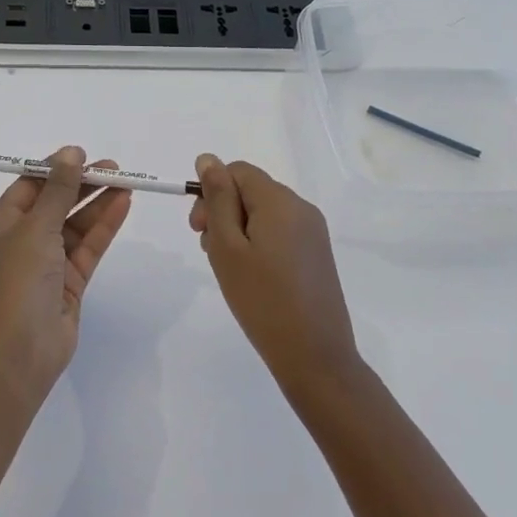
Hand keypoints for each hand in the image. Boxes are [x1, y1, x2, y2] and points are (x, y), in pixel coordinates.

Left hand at [0, 147, 132, 396]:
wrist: (22, 348)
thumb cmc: (19, 279)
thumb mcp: (37, 226)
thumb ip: (59, 189)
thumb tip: (71, 152)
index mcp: (2, 225)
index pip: (29, 187)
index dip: (55, 169)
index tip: (82, 155)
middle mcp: (23, 241)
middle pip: (55, 203)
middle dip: (82, 184)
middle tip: (113, 167)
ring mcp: (48, 263)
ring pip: (76, 225)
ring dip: (98, 203)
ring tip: (126, 181)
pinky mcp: (70, 282)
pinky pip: (88, 246)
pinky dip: (104, 226)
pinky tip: (123, 205)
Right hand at [189, 154, 360, 391]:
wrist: (315, 357)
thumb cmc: (262, 300)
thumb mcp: (227, 246)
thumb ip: (217, 199)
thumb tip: (208, 159)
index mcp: (280, 200)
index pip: (237, 171)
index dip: (212, 192)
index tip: (198, 229)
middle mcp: (301, 207)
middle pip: (251, 190)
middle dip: (223, 211)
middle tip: (209, 250)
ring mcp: (313, 232)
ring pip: (264, 212)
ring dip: (239, 229)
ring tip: (230, 269)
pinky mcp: (317, 254)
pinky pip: (280, 232)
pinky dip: (258, 243)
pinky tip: (252, 276)